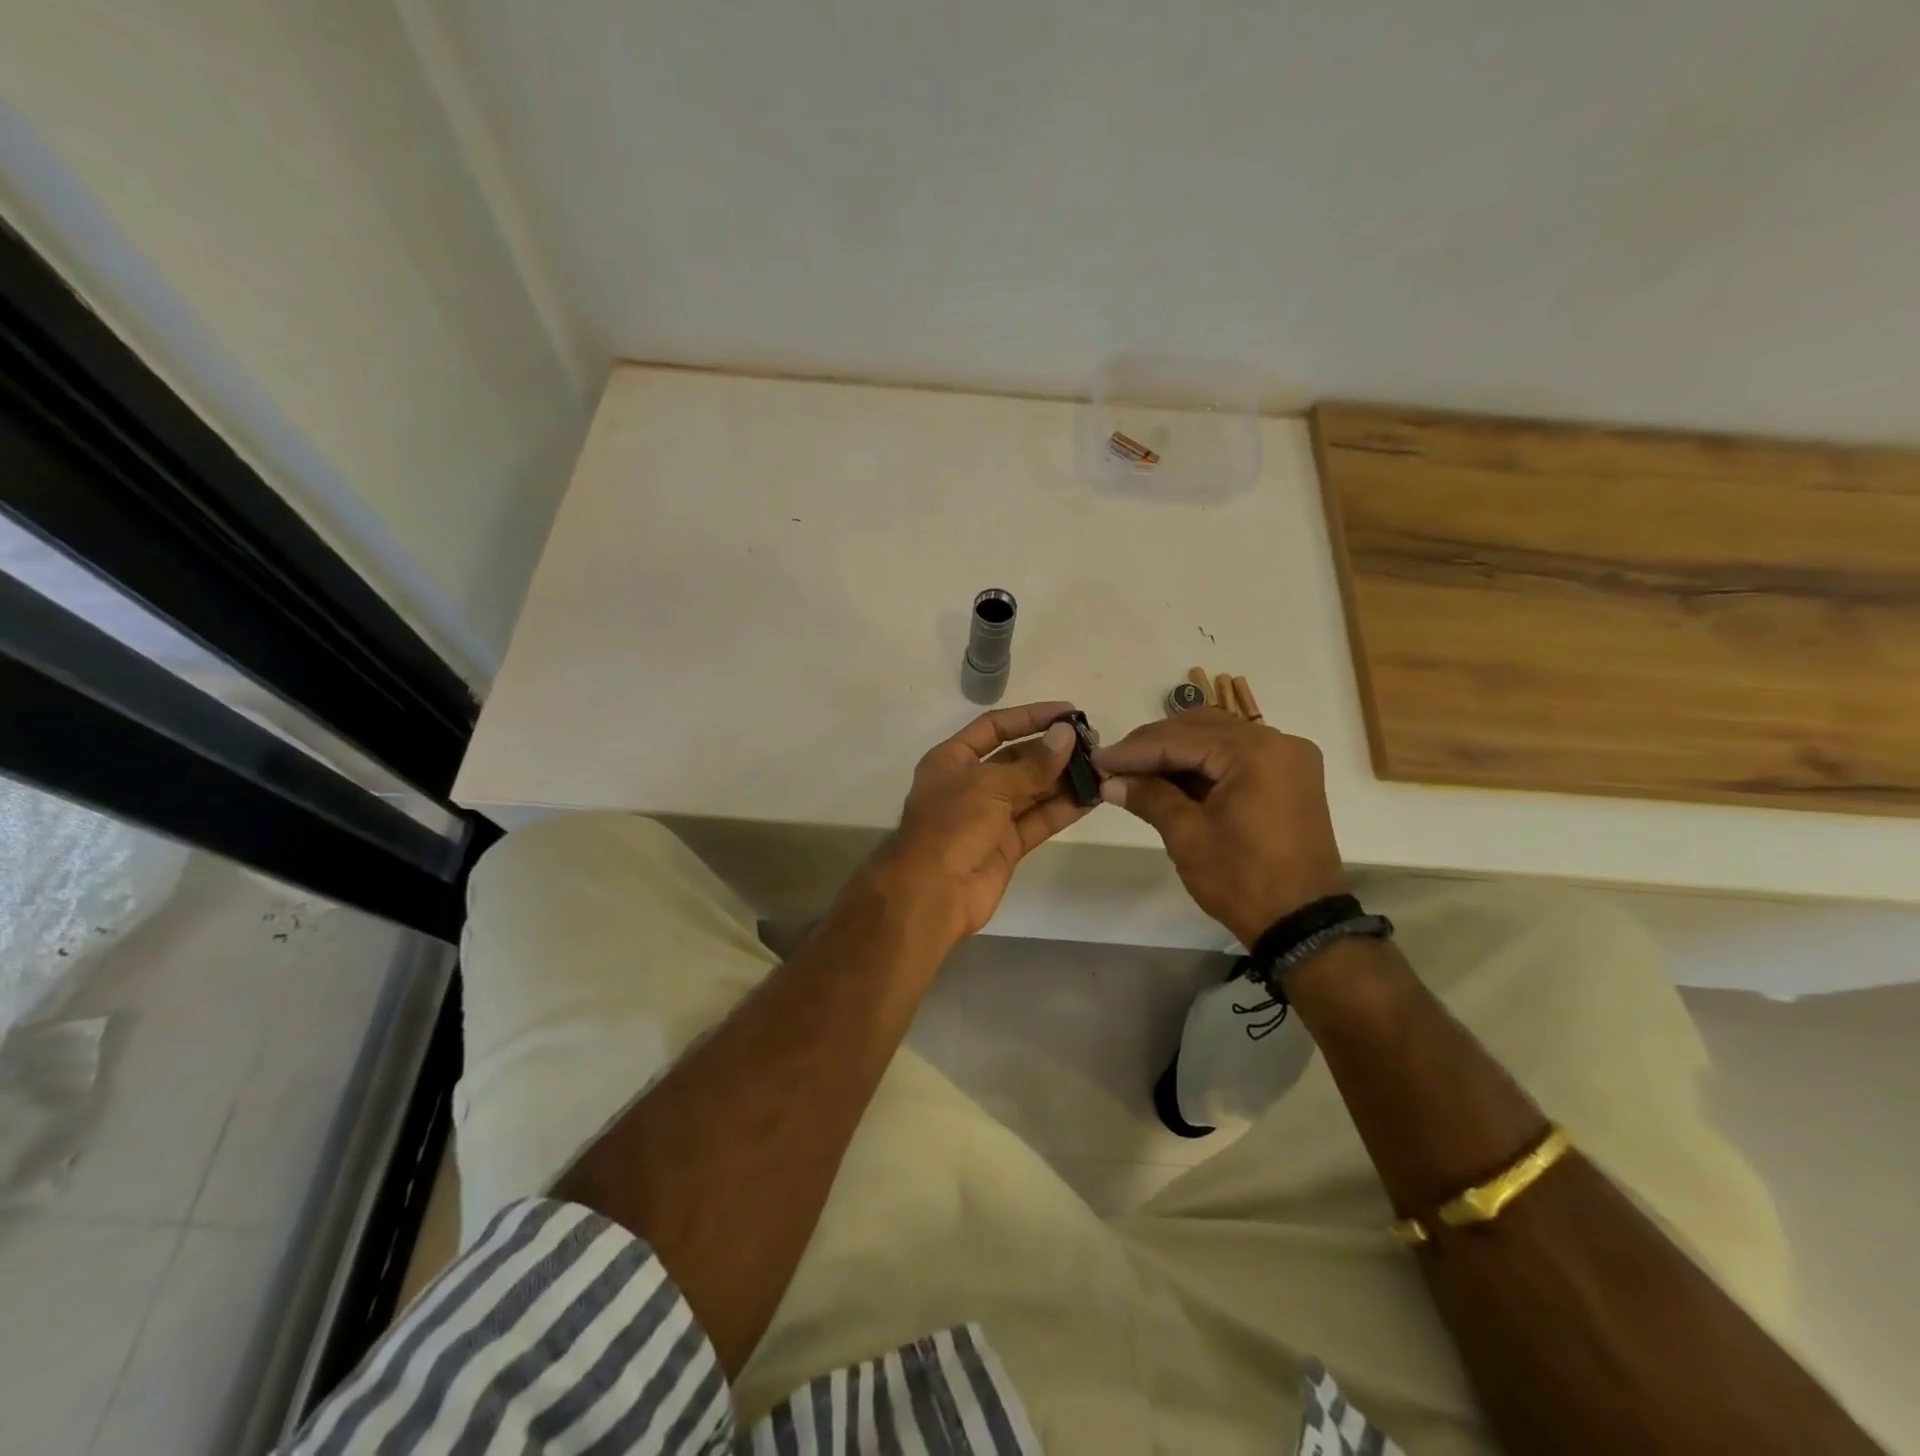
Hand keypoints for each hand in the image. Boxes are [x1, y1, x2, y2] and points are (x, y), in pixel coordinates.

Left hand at [871, 701, 1092, 943]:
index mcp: (952, 760)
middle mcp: (971, 784)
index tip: (1068, 712)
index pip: (994, 727)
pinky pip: (1039, 820)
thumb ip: (1032, 764)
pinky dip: (1063, 809)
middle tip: (1093, 744)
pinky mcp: (1007, 845)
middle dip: (1053, 751)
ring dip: (1064, 780)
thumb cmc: (951, 826)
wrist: (932, 893)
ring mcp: (990, 816)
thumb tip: (1067, 735)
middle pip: (1017, 759)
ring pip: (1032, 791)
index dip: (1030, 717)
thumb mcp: (989, 785)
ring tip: (1100, 768)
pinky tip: (1092, 797)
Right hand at [1093, 708, 1347, 945]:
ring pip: (1218, 738)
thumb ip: (1149, 797)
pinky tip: (1171, 778)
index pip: (1180, 739)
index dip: (1133, 750)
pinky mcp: (1290, 776)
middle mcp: (1278, 741)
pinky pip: (1237, 756)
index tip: (1098, 760)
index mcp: (1254, 752)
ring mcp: (1288, 758)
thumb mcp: (1187, 836)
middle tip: (1114, 764)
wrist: (1302, 923)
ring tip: (1136, 771)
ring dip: (1176, 752)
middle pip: (1200, 728)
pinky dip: (1203, 763)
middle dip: (1153, 745)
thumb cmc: (1242, 879)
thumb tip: (1110, 782)